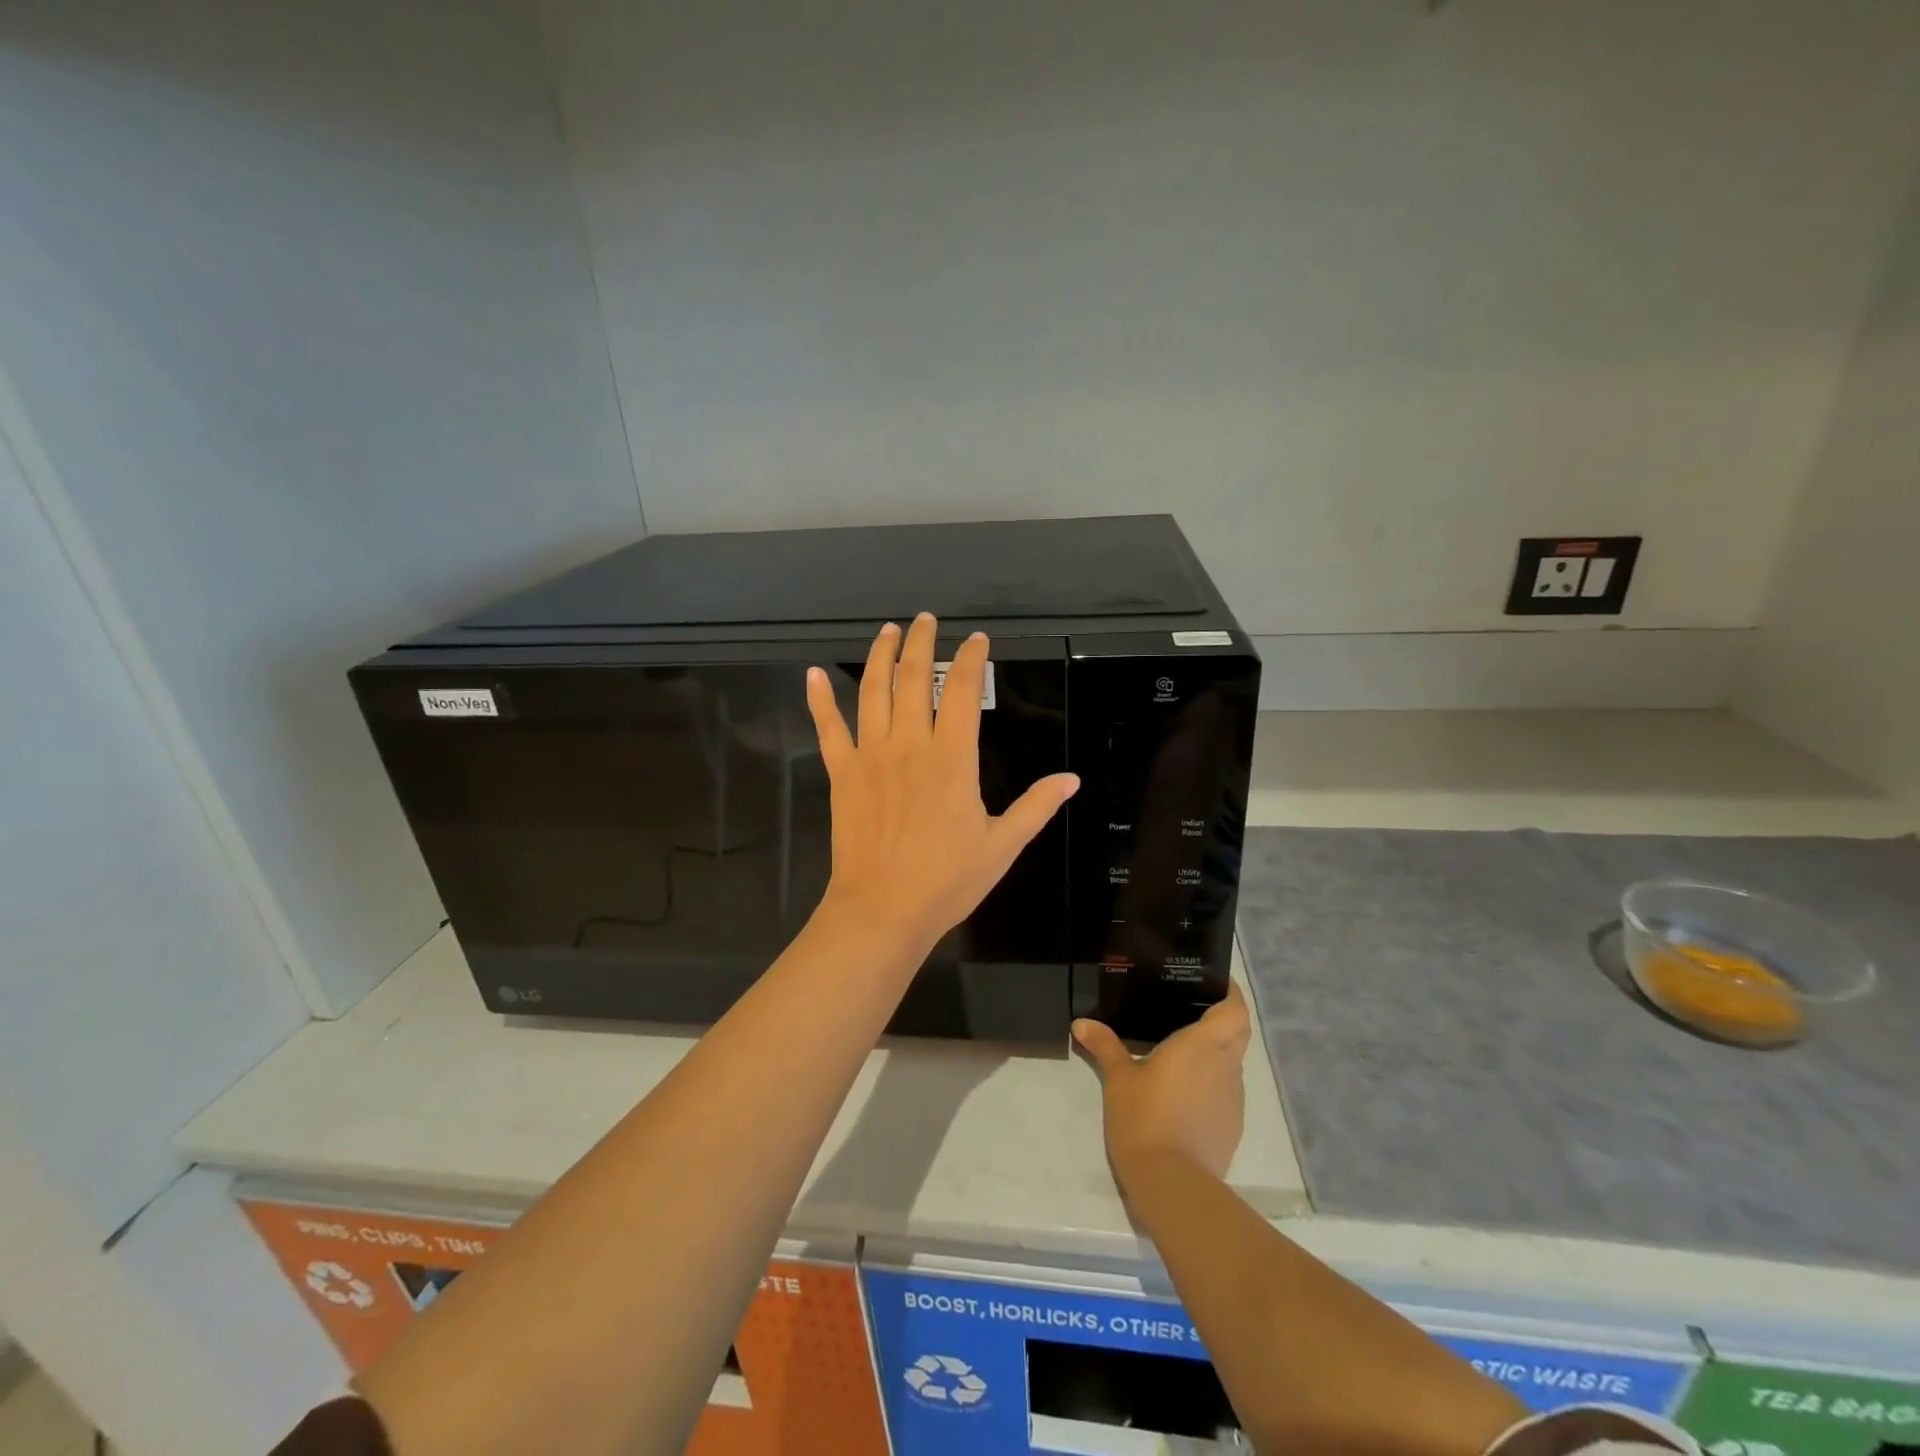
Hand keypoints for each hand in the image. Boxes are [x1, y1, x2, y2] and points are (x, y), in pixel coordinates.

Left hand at [805, 613, 1079, 954]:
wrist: (882, 911)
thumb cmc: (946, 881)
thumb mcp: (1002, 846)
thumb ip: (1036, 807)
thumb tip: (1071, 779)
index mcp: (952, 759)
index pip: (961, 691)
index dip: (970, 659)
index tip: (976, 640)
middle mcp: (909, 745)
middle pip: (912, 678)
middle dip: (920, 643)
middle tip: (926, 619)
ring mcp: (870, 756)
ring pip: (872, 691)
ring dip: (879, 655)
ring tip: (886, 630)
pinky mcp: (841, 773)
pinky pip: (828, 728)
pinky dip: (819, 698)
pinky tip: (812, 673)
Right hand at [1073, 982, 1252, 1188]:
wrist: (1172, 1183)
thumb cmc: (1145, 1117)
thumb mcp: (1118, 1078)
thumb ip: (1104, 1046)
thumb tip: (1081, 1023)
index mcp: (1203, 1044)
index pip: (1235, 1009)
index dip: (1232, 993)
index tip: (1215, 982)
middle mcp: (1225, 1065)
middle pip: (1238, 1032)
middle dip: (1225, 1017)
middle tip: (1193, 1008)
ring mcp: (1233, 1098)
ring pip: (1232, 1062)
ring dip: (1216, 1052)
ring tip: (1181, 1049)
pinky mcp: (1231, 1125)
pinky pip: (1225, 1091)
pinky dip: (1211, 1082)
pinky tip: (1183, 1090)